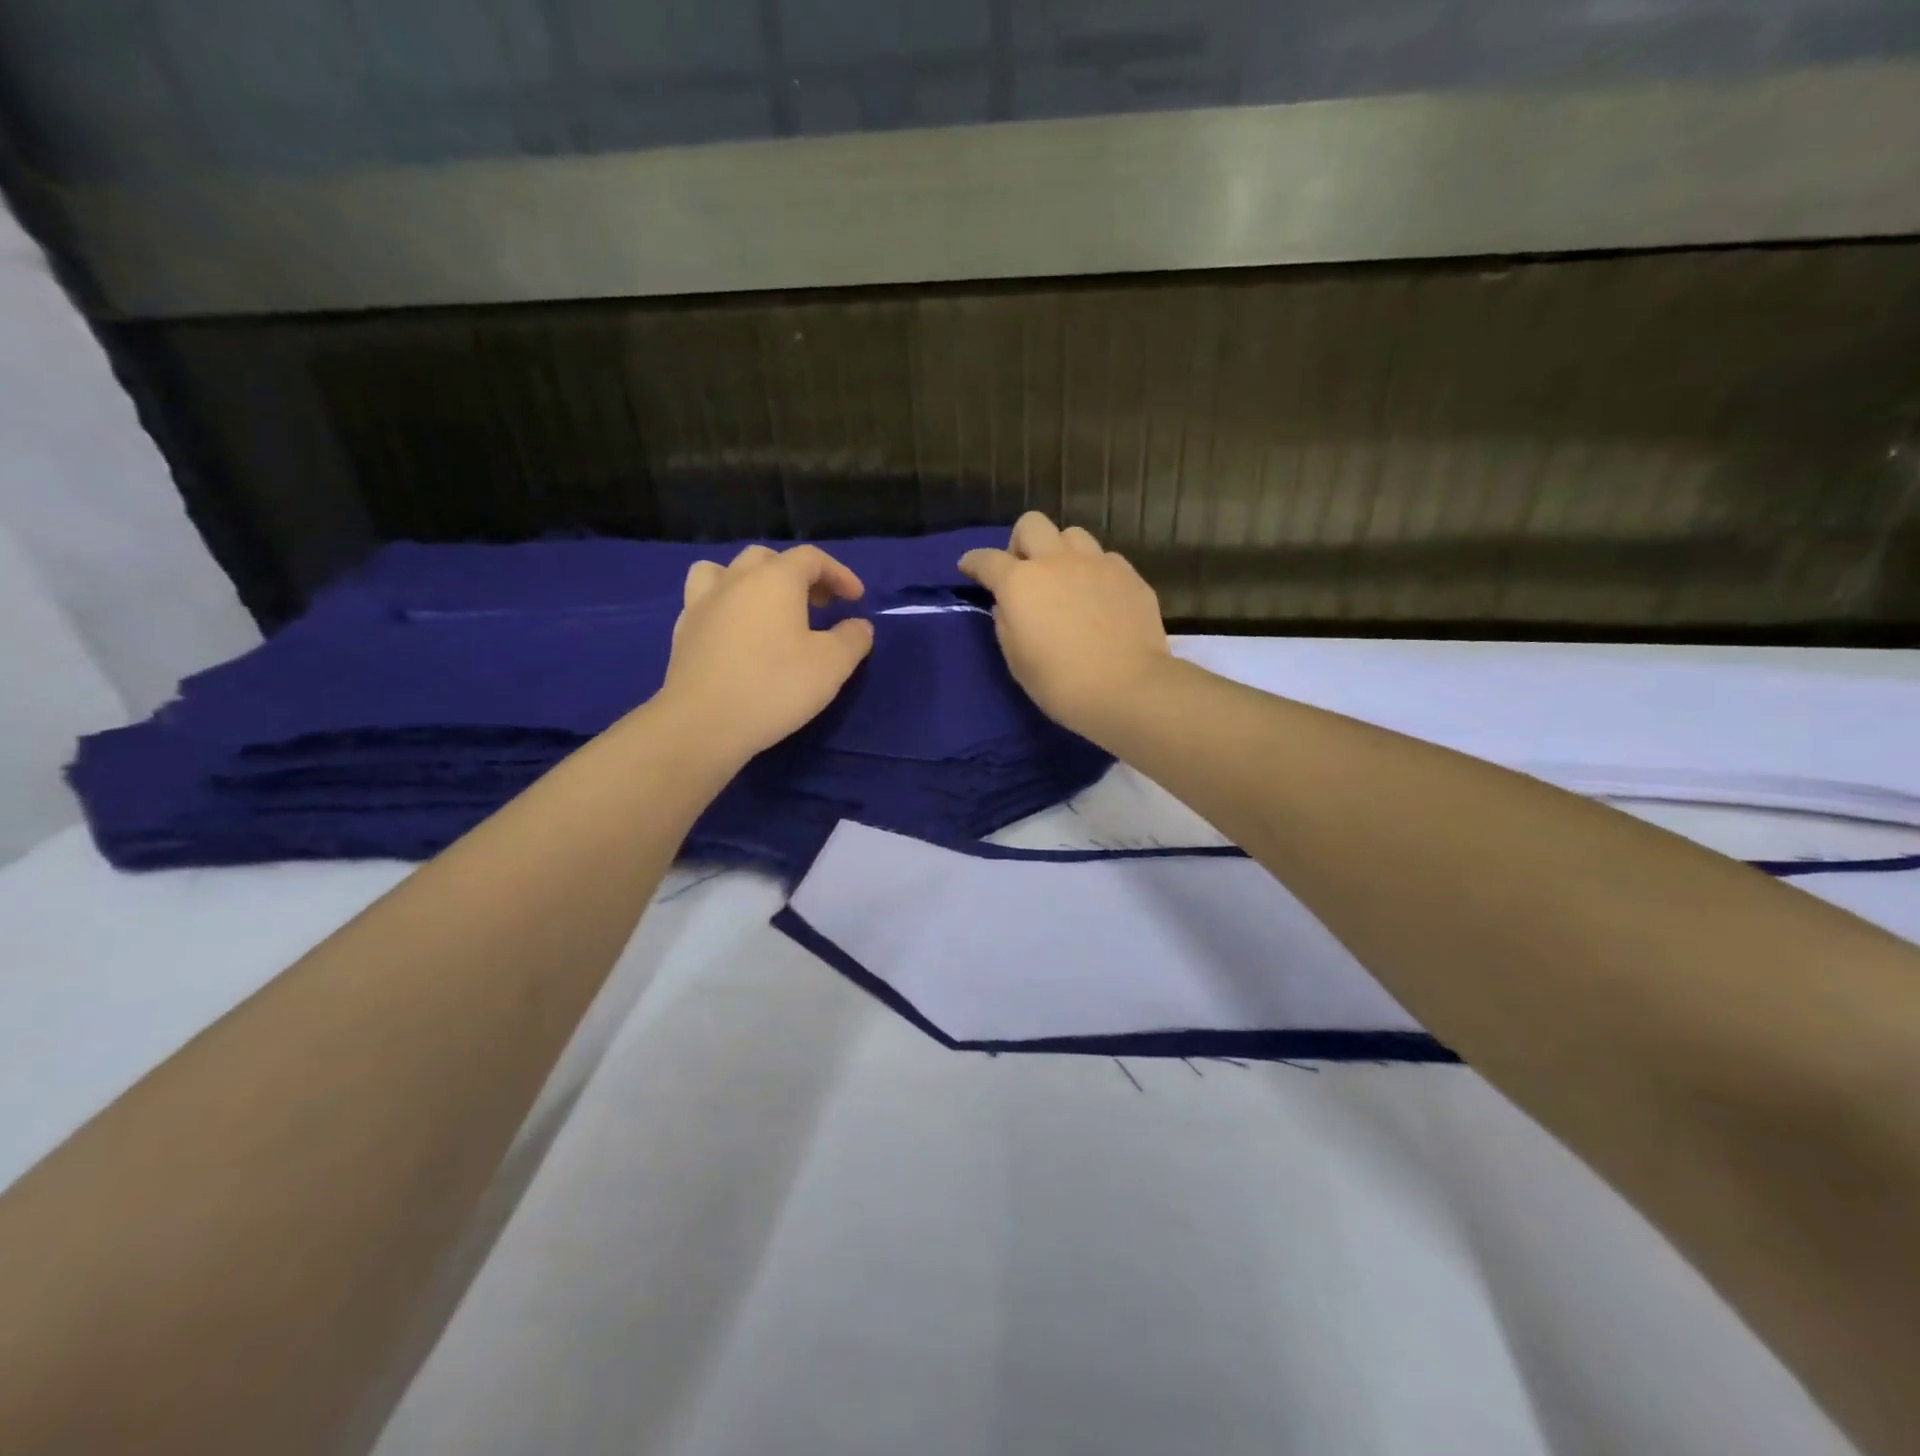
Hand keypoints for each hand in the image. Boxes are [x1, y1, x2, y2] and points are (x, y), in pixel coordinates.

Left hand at [654, 544, 874, 763]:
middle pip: (768, 559)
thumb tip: (859, 626)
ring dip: (752, 580)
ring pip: (726, 571)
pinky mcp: (683, 631)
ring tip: (767, 607)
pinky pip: (706, 600)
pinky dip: (727, 605)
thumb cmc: (774, 686)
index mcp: (775, 580)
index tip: (856, 599)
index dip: (839, 573)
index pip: (811, 558)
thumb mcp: (831, 666)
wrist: (703, 723)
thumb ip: (852, 639)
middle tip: (818, 604)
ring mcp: (703, 603)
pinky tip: (736, 633)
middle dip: (799, 575)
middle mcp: (736, 580)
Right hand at [959, 512, 1169, 737]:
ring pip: (1072, 534)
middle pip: (1031, 524)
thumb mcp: (1017, 661)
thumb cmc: (1061, 684)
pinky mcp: (1128, 574)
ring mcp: (1096, 563)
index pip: (987, 560)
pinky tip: (1098, 597)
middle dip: (1020, 542)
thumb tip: (1007, 606)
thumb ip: (1006, 625)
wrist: (1127, 689)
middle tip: (1025, 573)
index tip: (969, 568)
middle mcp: (1056, 562)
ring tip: (1066, 580)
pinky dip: (1095, 571)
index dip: (973, 562)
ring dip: (1061, 552)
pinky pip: (1105, 558)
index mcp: (1020, 583)